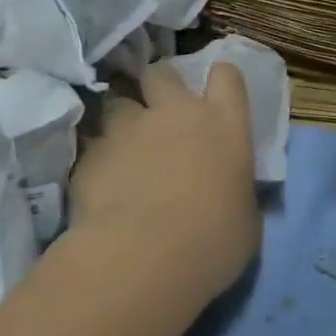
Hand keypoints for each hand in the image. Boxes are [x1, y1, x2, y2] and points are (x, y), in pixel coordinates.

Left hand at [69, 61, 259, 301]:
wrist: (143, 262)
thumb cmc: (213, 241)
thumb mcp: (244, 217)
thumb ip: (236, 191)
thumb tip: (230, 194)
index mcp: (224, 123)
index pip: (226, 75)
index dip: (219, 81)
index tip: (214, 95)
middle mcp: (176, 113)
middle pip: (162, 73)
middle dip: (157, 85)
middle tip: (157, 110)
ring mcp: (129, 130)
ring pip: (117, 102)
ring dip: (120, 120)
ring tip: (121, 146)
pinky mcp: (90, 156)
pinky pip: (91, 146)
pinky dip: (95, 159)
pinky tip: (97, 184)